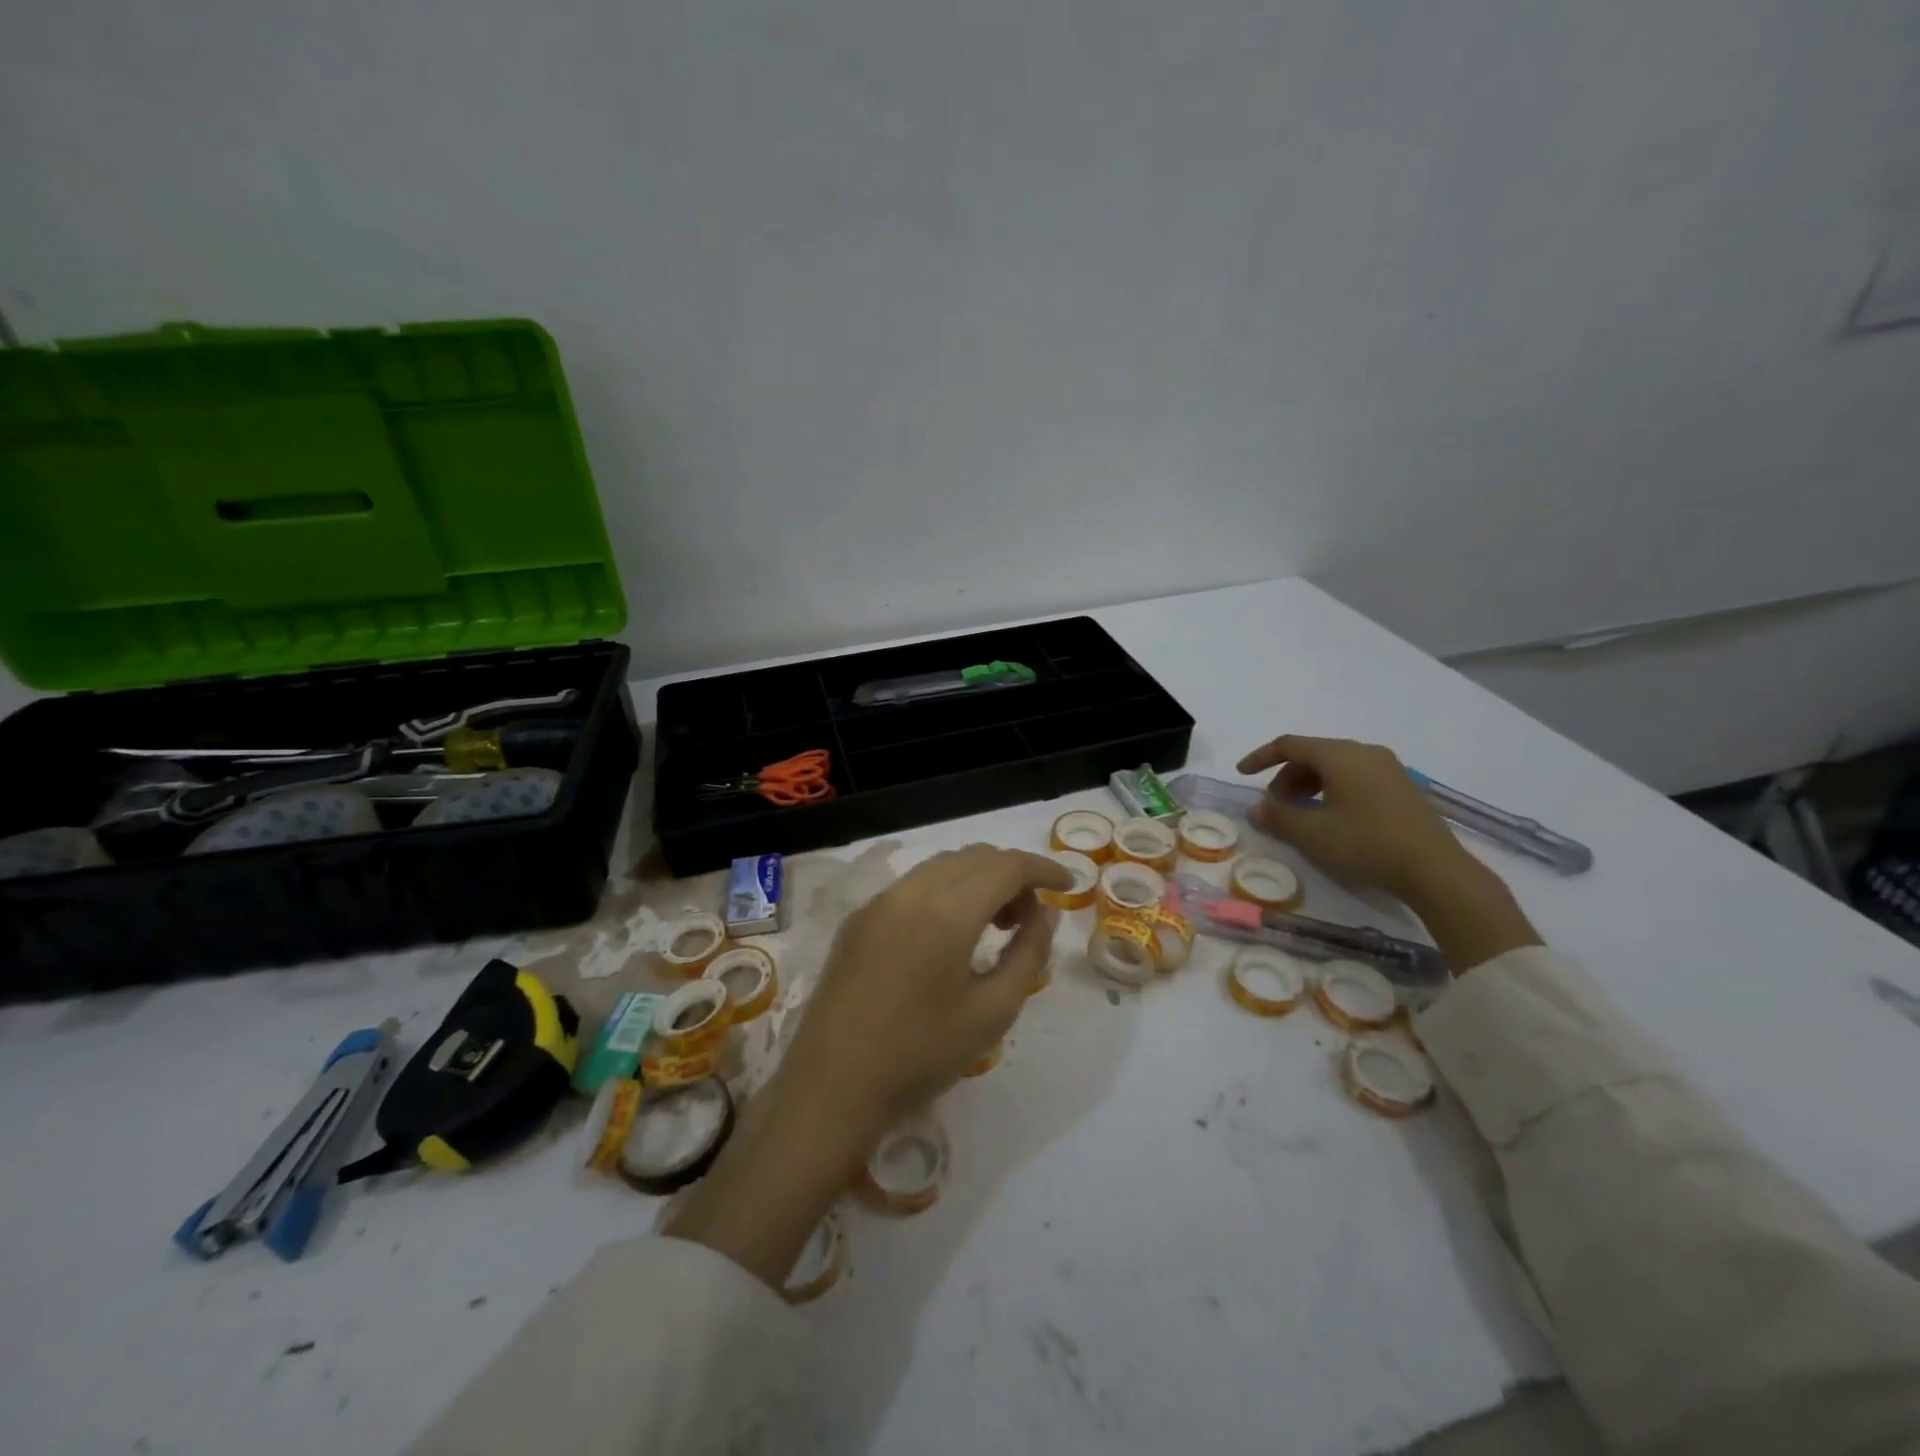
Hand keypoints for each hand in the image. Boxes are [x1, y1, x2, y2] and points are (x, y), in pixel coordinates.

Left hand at [780, 843, 1067, 1133]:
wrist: (831, 1087)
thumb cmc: (920, 1055)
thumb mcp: (992, 1011)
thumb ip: (1028, 954)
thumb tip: (1044, 914)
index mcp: (947, 911)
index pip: (1007, 865)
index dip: (1044, 868)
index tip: (1068, 887)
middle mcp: (911, 891)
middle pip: (975, 857)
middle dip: (1012, 876)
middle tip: (1030, 919)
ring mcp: (879, 902)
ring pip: (943, 866)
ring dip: (978, 881)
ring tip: (995, 926)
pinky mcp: (859, 919)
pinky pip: (914, 886)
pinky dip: (945, 892)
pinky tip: (950, 934)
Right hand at [1237, 734, 1470, 903]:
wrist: (1436, 870)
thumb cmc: (1366, 844)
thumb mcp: (1312, 834)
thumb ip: (1277, 817)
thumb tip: (1255, 808)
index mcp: (1340, 755)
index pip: (1289, 744)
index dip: (1260, 757)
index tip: (1242, 774)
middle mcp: (1364, 752)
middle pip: (1313, 754)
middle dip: (1286, 777)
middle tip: (1275, 806)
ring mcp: (1388, 768)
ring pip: (1335, 766)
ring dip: (1309, 785)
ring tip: (1301, 815)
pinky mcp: (1402, 788)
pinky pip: (1355, 777)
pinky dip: (1332, 790)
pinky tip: (1332, 819)